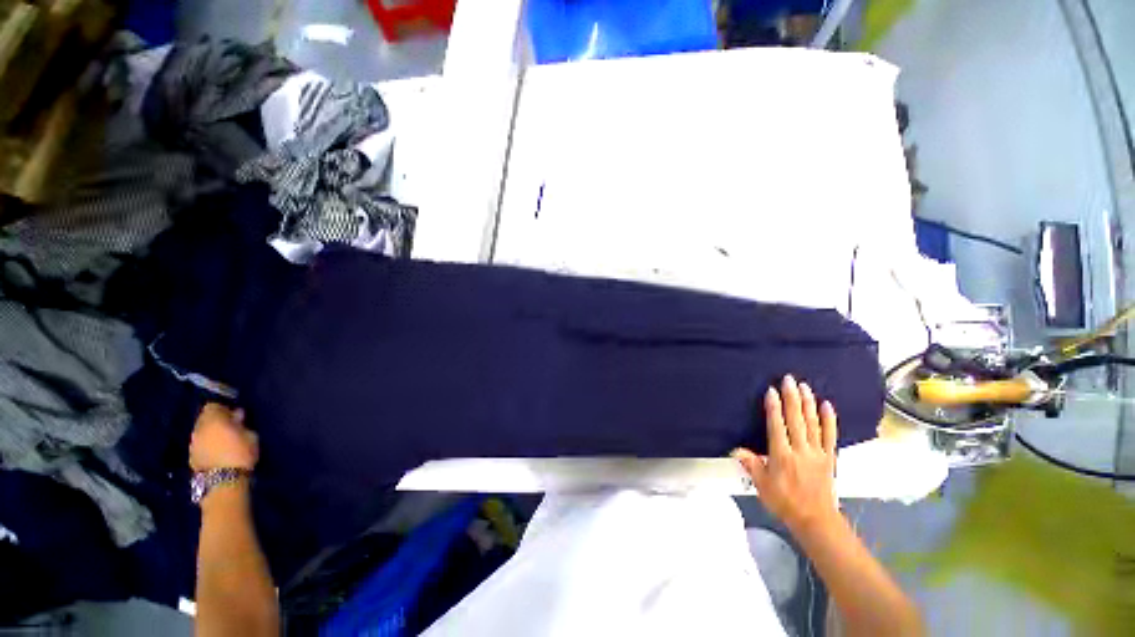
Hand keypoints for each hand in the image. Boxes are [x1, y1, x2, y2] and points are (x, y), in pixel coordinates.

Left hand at [190, 403, 258, 471]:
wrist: (223, 482)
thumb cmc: (240, 454)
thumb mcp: (250, 436)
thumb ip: (241, 424)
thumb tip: (237, 416)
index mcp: (213, 421)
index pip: (212, 406)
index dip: (223, 408)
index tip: (234, 414)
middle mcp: (199, 429)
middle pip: (204, 419)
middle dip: (215, 421)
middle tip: (229, 427)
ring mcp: (193, 443)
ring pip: (201, 432)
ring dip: (210, 433)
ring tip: (223, 440)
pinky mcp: (191, 456)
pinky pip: (199, 443)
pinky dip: (207, 444)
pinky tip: (217, 451)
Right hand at [733, 375, 838, 535]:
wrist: (816, 520)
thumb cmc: (785, 502)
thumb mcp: (762, 485)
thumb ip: (751, 465)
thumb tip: (736, 450)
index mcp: (782, 455)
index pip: (777, 426)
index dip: (774, 407)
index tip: (771, 391)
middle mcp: (800, 450)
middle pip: (796, 419)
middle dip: (791, 398)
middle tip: (789, 380)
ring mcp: (817, 453)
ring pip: (812, 423)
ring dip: (808, 403)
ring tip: (804, 387)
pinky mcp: (829, 457)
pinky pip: (830, 435)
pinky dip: (829, 419)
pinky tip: (827, 405)